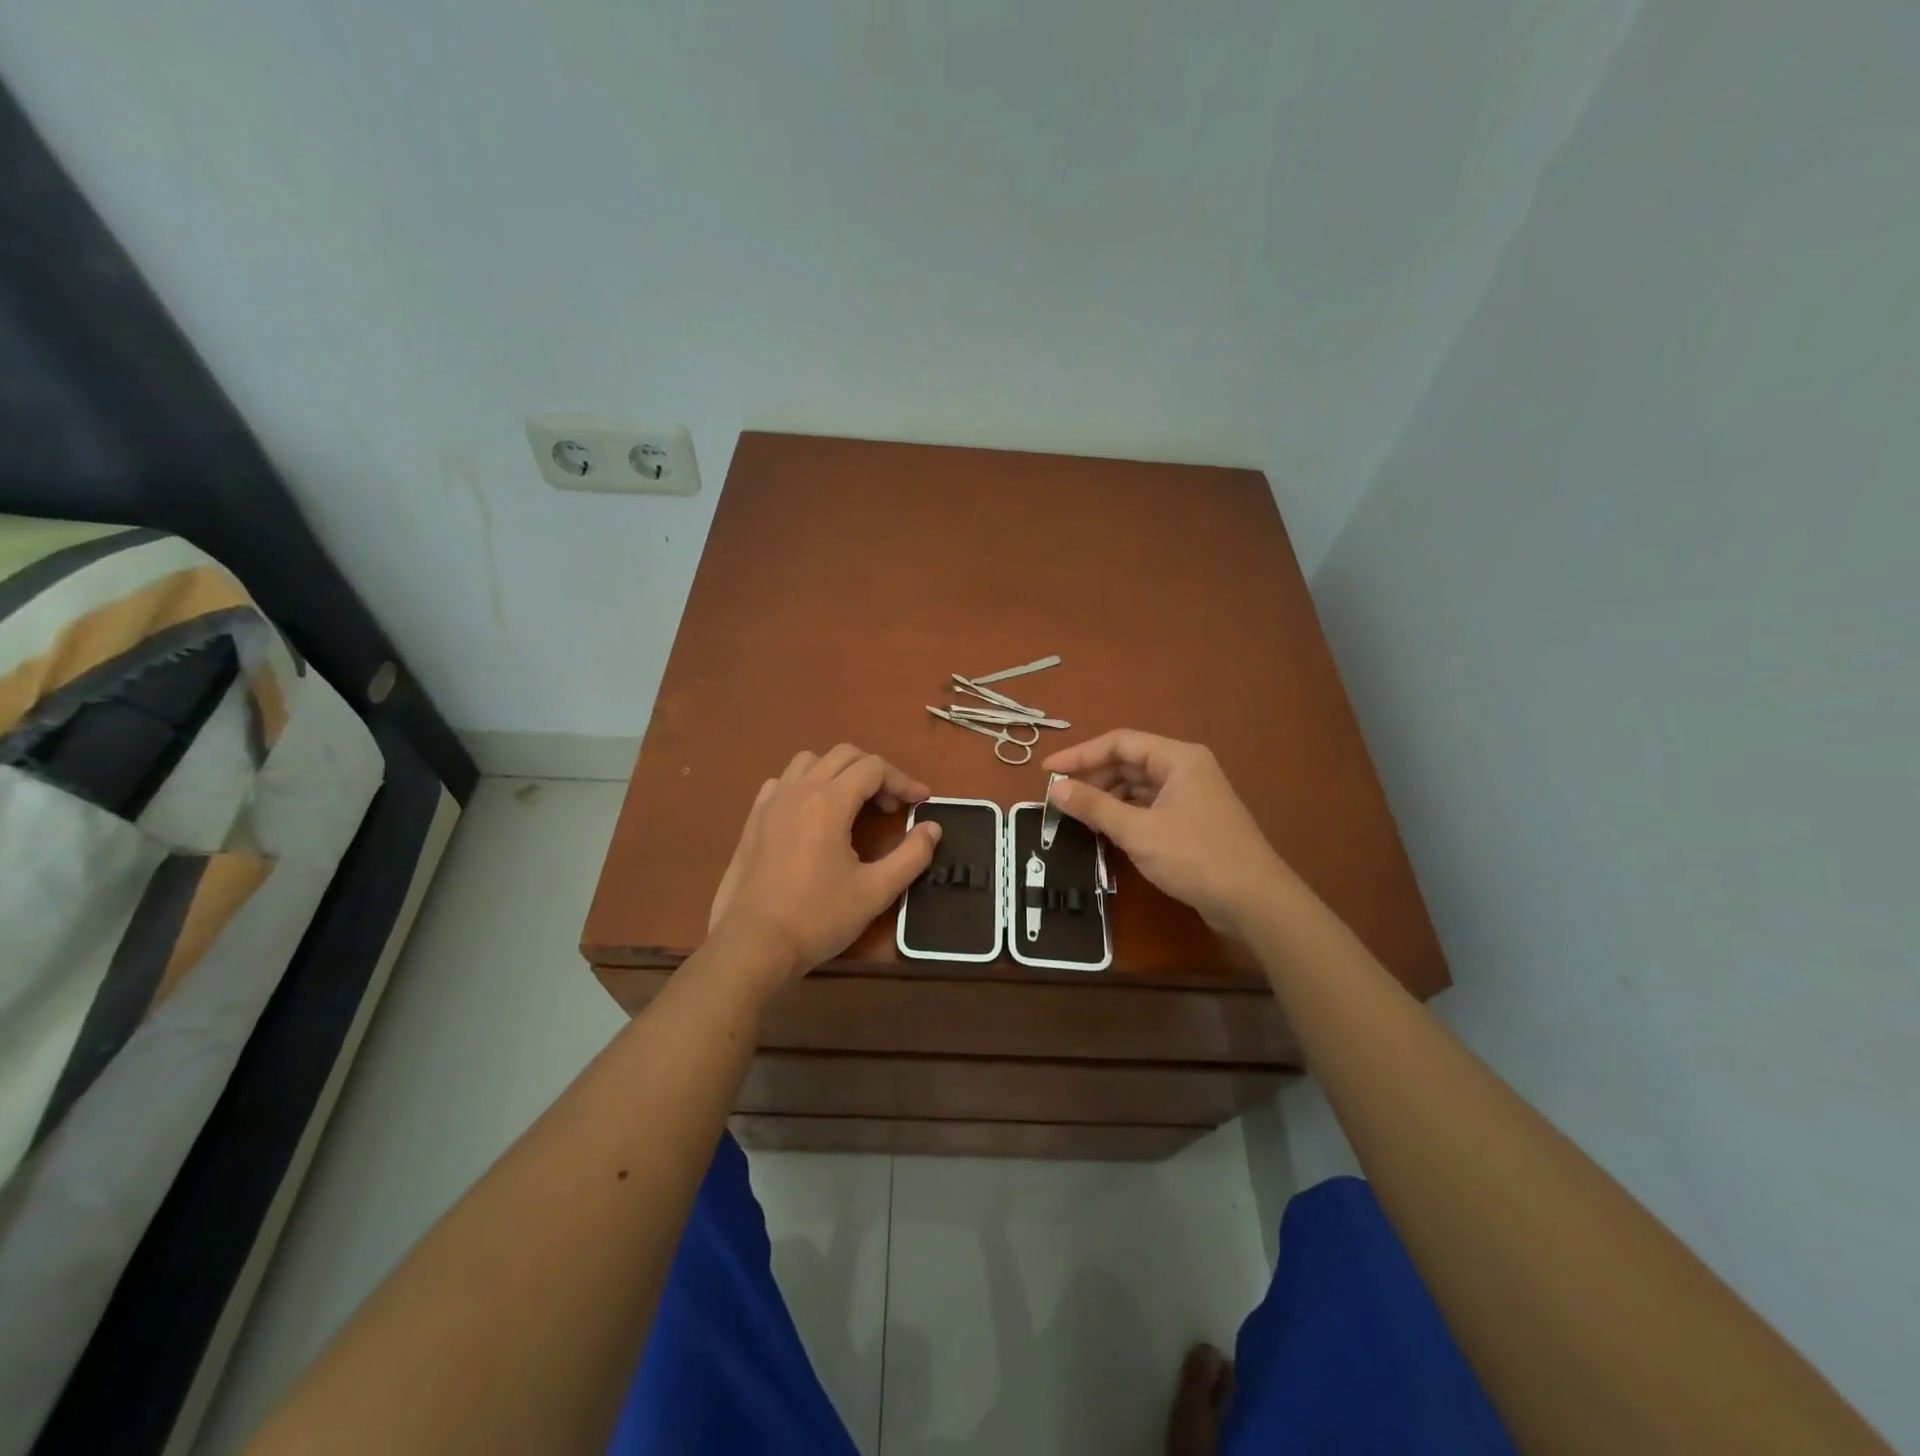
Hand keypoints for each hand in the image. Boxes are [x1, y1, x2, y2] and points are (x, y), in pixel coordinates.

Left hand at [707, 745, 940, 980]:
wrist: (753, 944)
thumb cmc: (818, 917)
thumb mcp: (876, 891)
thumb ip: (911, 856)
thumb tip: (932, 828)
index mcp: (829, 802)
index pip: (874, 768)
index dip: (903, 780)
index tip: (921, 802)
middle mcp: (799, 790)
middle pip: (844, 755)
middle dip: (875, 773)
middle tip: (892, 806)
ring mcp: (771, 803)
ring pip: (810, 761)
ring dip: (838, 772)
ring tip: (853, 803)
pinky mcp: (753, 820)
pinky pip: (783, 782)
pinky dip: (806, 784)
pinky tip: (812, 814)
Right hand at [1043, 730, 1291, 935]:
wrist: (1254, 901)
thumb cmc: (1195, 856)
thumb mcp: (1138, 831)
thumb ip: (1094, 806)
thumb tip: (1055, 788)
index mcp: (1177, 758)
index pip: (1119, 742)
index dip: (1080, 754)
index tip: (1047, 772)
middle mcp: (1185, 768)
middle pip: (1129, 762)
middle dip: (1093, 777)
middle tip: (1059, 798)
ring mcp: (1191, 795)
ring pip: (1138, 786)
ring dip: (1107, 797)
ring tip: (1078, 816)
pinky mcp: (1192, 821)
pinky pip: (1149, 806)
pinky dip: (1125, 814)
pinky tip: (1106, 830)